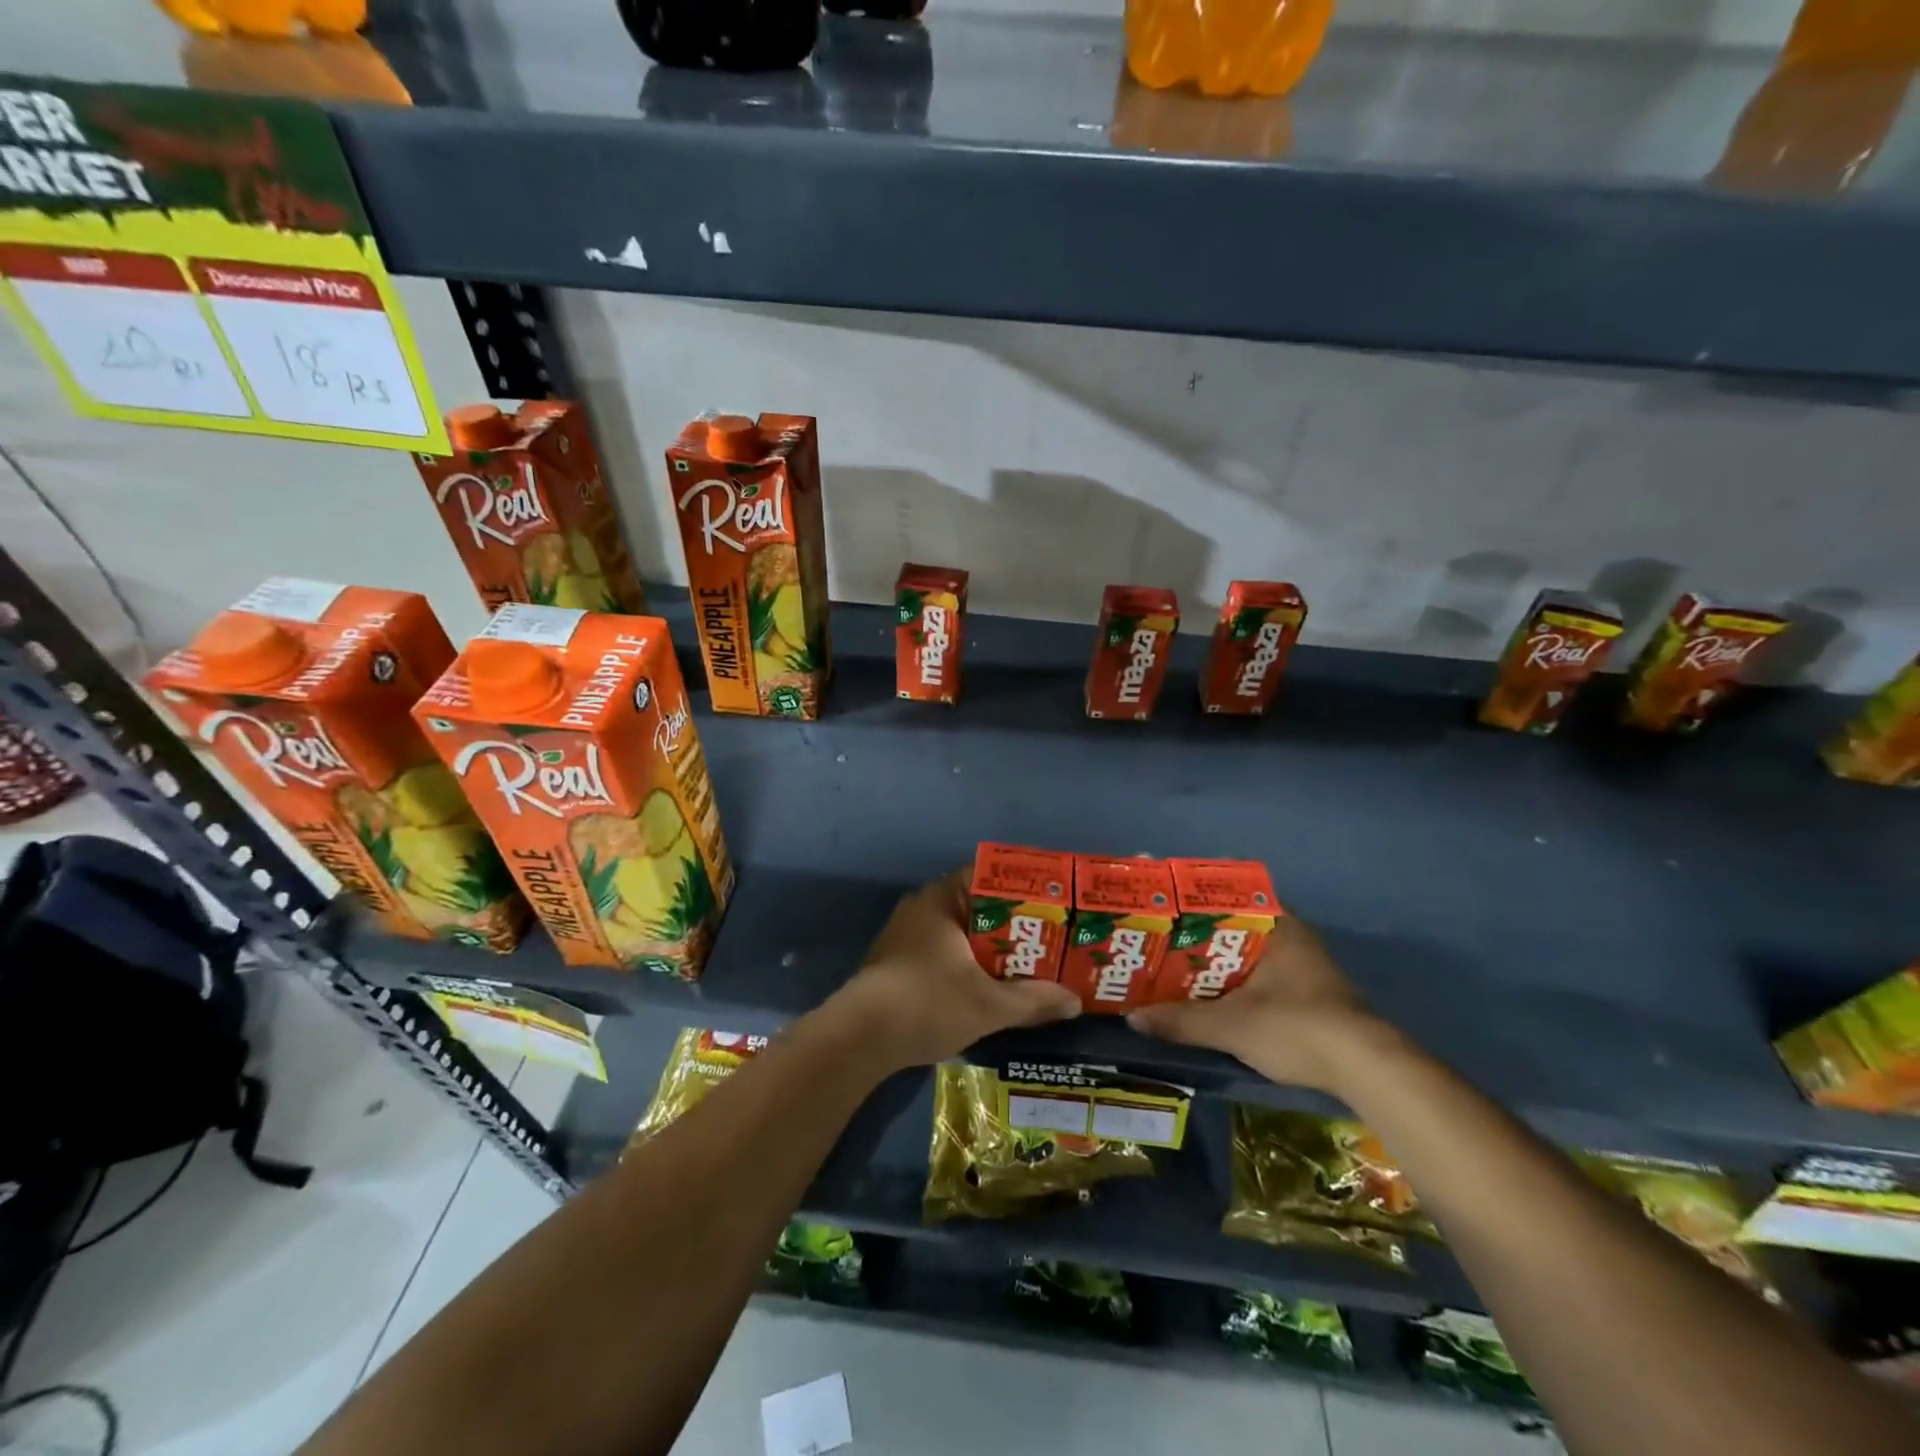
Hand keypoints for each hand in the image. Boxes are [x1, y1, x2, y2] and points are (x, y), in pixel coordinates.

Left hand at [827, 870, 1080, 1068]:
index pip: (987, 876)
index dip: (1021, 889)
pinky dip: (968, 962)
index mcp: (941, 899)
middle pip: (977, 906)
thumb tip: (1074, 1001)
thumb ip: (1033, 1000)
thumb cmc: (927, 1003)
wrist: (859, 1038)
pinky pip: (944, 950)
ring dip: (990, 946)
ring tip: (1027, 963)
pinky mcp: (898, 961)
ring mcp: (906, 934)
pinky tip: (989, 984)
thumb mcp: (988, 1005)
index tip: (1050, 905)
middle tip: (1048, 938)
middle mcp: (922, 907)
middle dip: (1012, 923)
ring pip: (960, 931)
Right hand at [1126, 916, 1387, 1095]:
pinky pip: (1259, 976)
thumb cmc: (1296, 1026)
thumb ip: (1181, 1020)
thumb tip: (1133, 1018)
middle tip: (1158, 938)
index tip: (1163, 901)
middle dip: (1198, 933)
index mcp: (1276, 926)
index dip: (1193, 898)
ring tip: (1173, 966)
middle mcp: (1292, 937)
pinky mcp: (1311, 996)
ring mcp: (1305, 967)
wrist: (1367, 1070)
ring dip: (1216, 961)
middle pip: (1234, 926)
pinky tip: (1209, 996)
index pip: (1228, 895)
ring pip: (1247, 954)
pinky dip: (1234, 983)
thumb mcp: (1231, 1025)